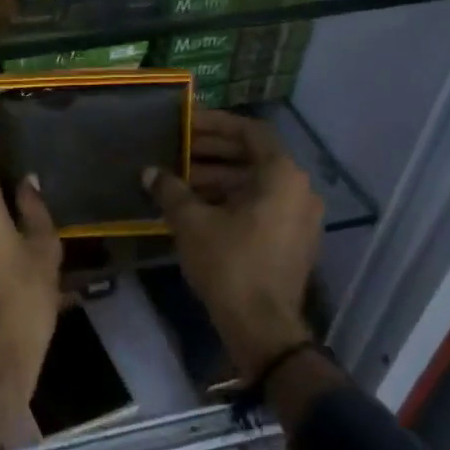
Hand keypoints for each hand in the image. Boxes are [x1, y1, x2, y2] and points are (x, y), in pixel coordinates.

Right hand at [147, 109, 323, 380]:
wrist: (261, 327)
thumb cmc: (229, 263)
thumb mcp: (191, 222)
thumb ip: (170, 190)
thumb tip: (150, 172)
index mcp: (282, 175)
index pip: (250, 132)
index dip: (216, 124)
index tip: (187, 123)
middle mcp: (299, 190)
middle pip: (253, 157)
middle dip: (213, 152)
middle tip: (176, 149)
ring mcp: (300, 217)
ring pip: (255, 184)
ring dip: (218, 178)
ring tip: (179, 179)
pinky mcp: (292, 241)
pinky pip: (262, 206)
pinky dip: (232, 200)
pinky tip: (197, 207)